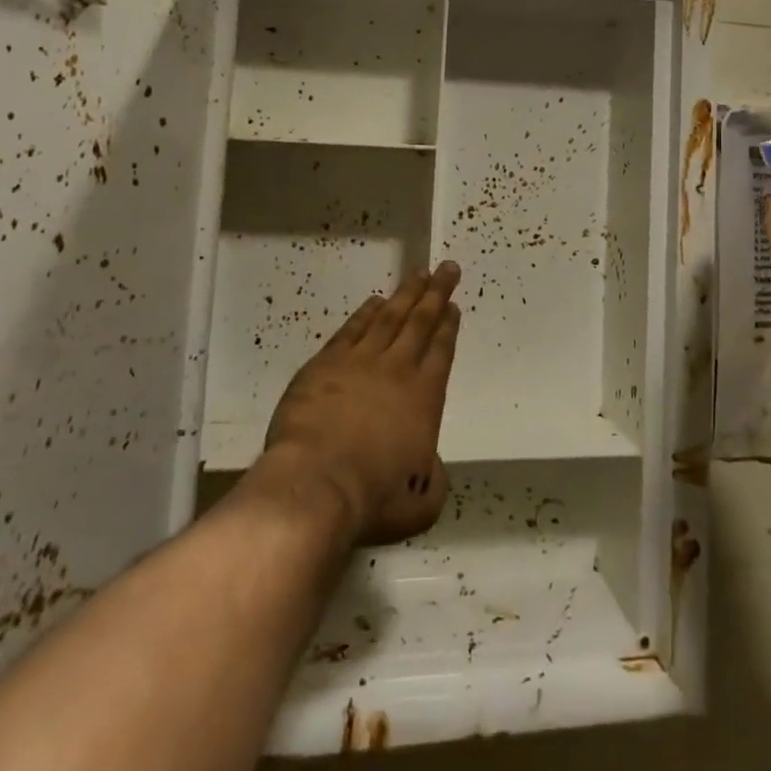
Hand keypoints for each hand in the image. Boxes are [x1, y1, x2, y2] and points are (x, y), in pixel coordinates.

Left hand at [261, 262, 461, 546]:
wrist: (317, 483)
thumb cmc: (374, 496)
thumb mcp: (422, 502)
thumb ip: (434, 479)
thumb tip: (431, 469)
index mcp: (425, 396)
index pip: (442, 351)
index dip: (449, 326)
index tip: (453, 305)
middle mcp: (397, 370)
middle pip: (421, 321)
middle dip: (436, 293)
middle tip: (447, 268)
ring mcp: (360, 362)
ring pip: (389, 318)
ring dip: (405, 294)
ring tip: (418, 274)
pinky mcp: (325, 364)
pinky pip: (352, 329)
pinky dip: (365, 313)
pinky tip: (374, 301)